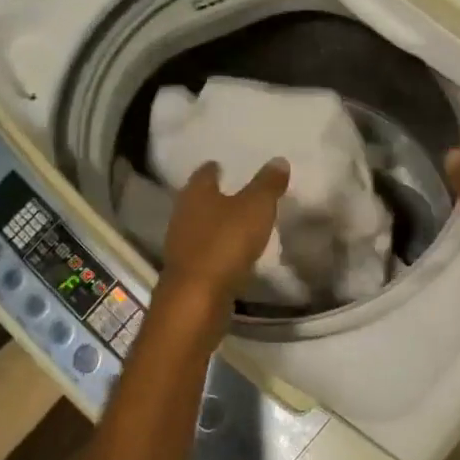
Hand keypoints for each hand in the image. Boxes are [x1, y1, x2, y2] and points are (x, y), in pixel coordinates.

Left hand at [159, 159, 289, 310]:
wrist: (197, 299)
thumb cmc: (226, 243)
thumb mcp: (256, 207)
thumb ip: (267, 184)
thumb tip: (278, 160)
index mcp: (196, 193)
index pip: (204, 173)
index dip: (214, 168)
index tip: (224, 165)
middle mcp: (183, 214)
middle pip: (198, 199)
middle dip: (214, 196)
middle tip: (235, 192)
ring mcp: (181, 245)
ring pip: (199, 226)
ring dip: (215, 224)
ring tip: (237, 223)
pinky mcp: (187, 272)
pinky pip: (204, 252)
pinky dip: (217, 249)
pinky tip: (232, 253)